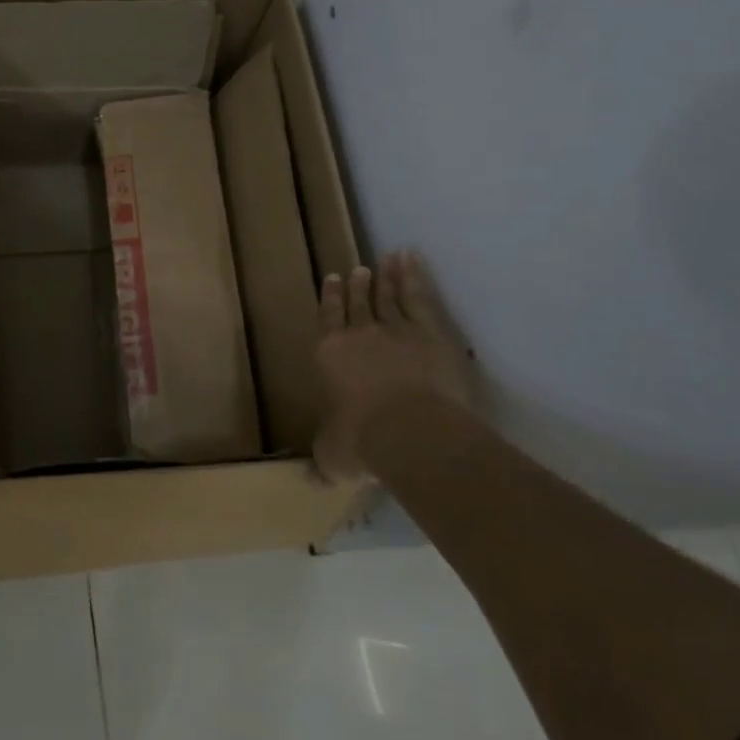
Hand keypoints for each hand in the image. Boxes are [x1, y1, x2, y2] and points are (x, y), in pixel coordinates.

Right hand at [312, 250, 479, 482]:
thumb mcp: (333, 455)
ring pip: (389, 296)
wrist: (410, 430)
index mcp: (330, 354)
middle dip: (359, 285)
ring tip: (386, 259)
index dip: (330, 298)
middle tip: (359, 268)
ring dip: (387, 277)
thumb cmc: (362, 440)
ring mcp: (396, 328)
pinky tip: (413, 261)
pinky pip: (419, 296)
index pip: (328, 318)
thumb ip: (323, 459)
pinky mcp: (430, 331)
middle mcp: (359, 334)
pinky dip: (415, 276)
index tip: (333, 279)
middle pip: (359, 302)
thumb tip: (310, 479)